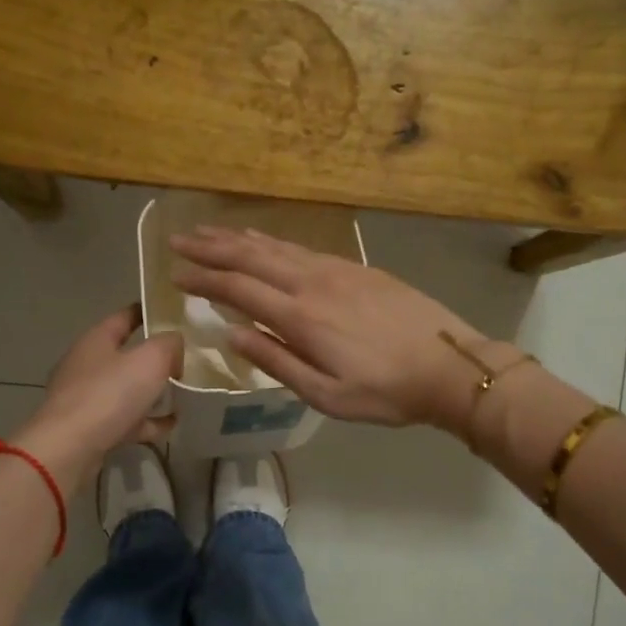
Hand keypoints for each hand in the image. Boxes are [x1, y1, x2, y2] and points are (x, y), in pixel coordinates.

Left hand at [12, 306, 182, 487]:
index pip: (125, 316)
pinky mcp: (89, 428)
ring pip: (125, 389)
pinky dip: (146, 421)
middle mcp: (87, 365)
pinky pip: (125, 419)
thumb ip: (169, 344)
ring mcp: (85, 398)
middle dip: (154, 357)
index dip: (148, 312)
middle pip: (125, 354)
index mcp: (96, 340)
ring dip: (150, 391)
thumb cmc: (109, 394)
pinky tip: (170, 424)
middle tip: (185, 358)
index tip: (173, 313)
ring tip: (180, 394)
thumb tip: (175, 344)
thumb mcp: (150, 359)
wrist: (70, 448)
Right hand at [169, 226, 499, 434]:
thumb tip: (232, 335)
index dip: (204, 280)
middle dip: (211, 248)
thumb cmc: (385, 391)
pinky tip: (264, 241)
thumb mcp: (326, 395)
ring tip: (210, 231)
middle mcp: (312, 283)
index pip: (238, 290)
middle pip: (252, 257)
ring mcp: (337, 270)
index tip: (175, 274)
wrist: (449, 364)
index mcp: (300, 317)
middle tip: (178, 240)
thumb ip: (277, 362)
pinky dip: (273, 241)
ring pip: (277, 246)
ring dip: (238, 238)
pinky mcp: (357, 267)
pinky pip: (303, 247)